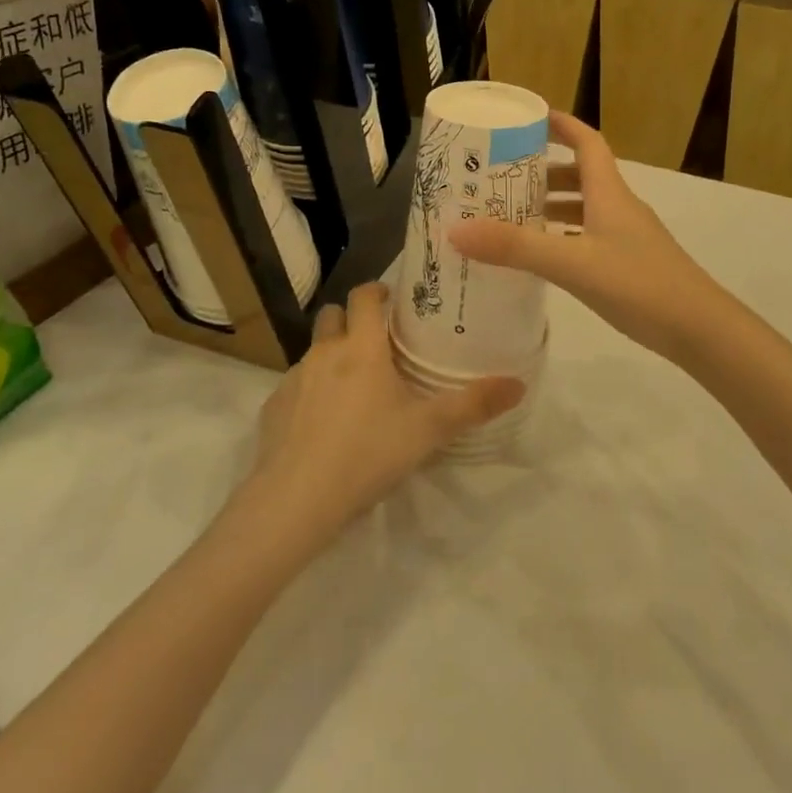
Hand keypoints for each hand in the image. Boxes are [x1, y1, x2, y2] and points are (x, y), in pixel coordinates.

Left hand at [247, 283, 523, 545]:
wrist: (296, 500)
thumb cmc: (368, 453)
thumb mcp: (428, 431)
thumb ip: (473, 405)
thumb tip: (518, 384)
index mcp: (361, 347)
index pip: (363, 295)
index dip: (377, 291)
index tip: (394, 302)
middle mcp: (324, 352)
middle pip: (332, 315)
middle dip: (352, 319)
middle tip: (378, 343)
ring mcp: (293, 379)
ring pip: (314, 352)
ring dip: (332, 357)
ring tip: (355, 389)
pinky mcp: (273, 408)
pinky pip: (296, 387)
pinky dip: (311, 392)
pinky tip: (325, 426)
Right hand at [449, 112, 727, 361]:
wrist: (700, 330)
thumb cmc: (639, 284)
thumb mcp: (573, 264)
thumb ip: (516, 248)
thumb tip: (456, 229)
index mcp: (609, 193)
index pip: (587, 141)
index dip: (560, 124)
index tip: (527, 119)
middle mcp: (619, 207)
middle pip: (580, 175)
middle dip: (543, 172)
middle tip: (501, 178)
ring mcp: (627, 237)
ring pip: (584, 209)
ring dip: (551, 207)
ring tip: (511, 216)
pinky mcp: (629, 264)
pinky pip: (588, 237)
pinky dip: (562, 237)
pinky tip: (541, 257)